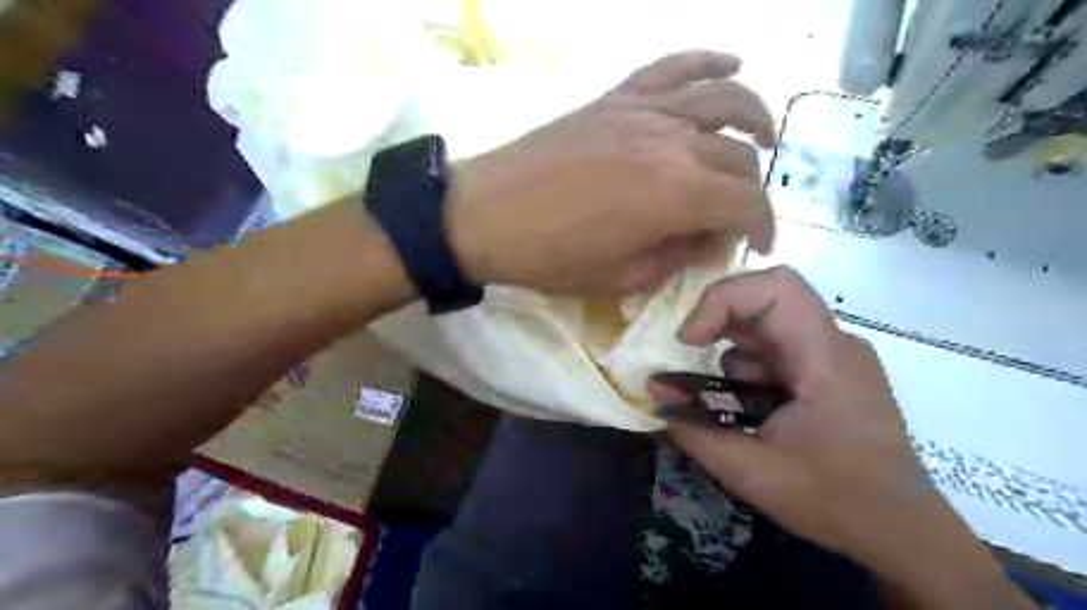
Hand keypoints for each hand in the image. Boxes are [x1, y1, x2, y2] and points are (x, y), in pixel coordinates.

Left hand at [447, 51, 775, 292]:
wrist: (486, 216)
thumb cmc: (551, 257)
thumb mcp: (621, 278)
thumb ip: (676, 256)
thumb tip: (708, 237)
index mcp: (676, 195)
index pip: (747, 202)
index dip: (763, 226)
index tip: (756, 244)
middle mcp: (672, 142)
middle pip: (737, 156)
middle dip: (749, 189)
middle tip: (735, 215)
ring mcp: (643, 111)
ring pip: (722, 99)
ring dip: (753, 118)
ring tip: (764, 137)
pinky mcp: (616, 97)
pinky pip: (673, 66)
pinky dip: (708, 60)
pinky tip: (731, 64)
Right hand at [649, 268, 928, 561]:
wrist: (903, 533)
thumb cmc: (834, 500)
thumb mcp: (750, 471)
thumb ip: (694, 428)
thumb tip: (654, 390)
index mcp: (825, 358)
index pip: (777, 288)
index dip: (723, 299)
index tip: (689, 340)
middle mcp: (835, 344)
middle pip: (769, 298)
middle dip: (720, 320)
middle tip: (691, 352)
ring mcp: (837, 356)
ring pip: (771, 323)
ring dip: (734, 349)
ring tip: (725, 399)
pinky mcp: (832, 371)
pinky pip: (781, 348)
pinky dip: (750, 367)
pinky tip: (748, 406)